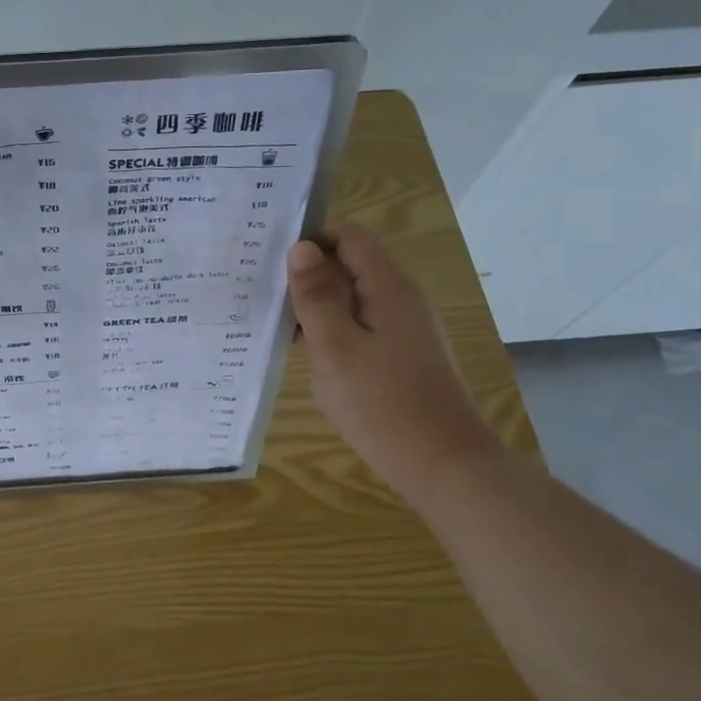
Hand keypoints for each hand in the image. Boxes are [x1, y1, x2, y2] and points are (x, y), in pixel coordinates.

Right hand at [287, 222, 499, 500]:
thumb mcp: (336, 349)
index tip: (269, 251)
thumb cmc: (383, 405)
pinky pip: (358, 325)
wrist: (442, 464)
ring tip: (269, 315)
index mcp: (388, 288)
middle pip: (350, 264)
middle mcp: (399, 299)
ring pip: (351, 297)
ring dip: (314, 302)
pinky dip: (328, 327)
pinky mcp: (398, 354)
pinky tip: (299, 347)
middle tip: (258, 285)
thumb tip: (301, 249)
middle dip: (307, 270)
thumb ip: (317, 297)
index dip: (311, 235)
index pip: (349, 236)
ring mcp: (402, 328)